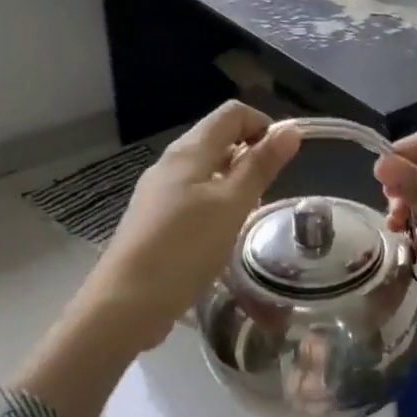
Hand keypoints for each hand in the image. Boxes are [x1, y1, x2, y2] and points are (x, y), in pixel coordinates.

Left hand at [85, 102, 301, 350]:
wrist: (125, 303)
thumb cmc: (185, 249)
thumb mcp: (232, 205)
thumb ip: (261, 166)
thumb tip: (291, 129)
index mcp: (189, 151)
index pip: (232, 113)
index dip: (264, 125)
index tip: (284, 159)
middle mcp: (170, 163)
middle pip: (218, 138)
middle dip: (250, 154)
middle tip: (270, 191)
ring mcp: (157, 192)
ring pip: (206, 170)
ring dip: (234, 182)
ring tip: (249, 215)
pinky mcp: (153, 220)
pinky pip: (192, 196)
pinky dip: (215, 204)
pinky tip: (221, 235)